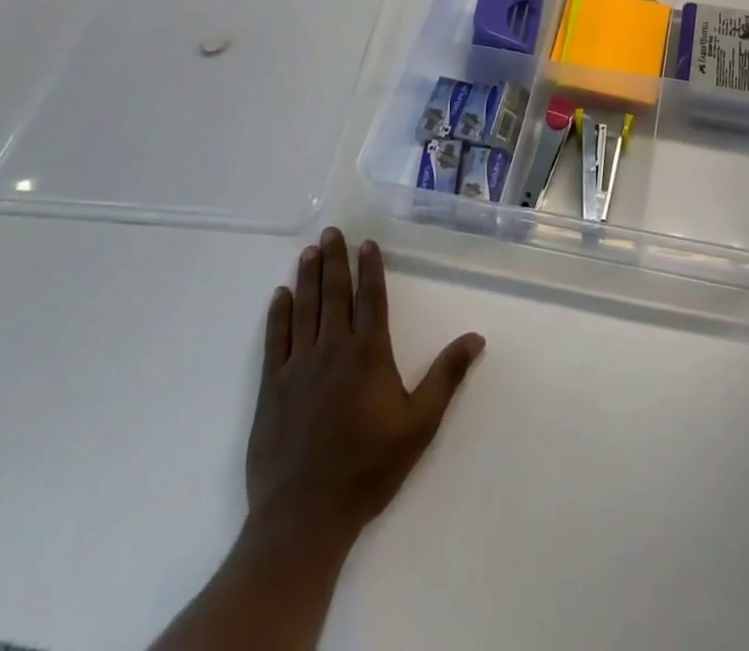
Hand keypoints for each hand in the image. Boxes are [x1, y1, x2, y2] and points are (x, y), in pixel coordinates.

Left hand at [245, 228, 485, 554]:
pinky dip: (278, 314)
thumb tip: (476, 337)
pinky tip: (280, 295)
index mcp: (368, 354)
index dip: (370, 268)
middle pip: (335, 294)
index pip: (371, 298)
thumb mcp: (420, 425)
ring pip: (304, 309)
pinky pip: (276, 339)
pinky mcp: (272, 387)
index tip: (367, 243)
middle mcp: (333, 349)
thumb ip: (446, 377)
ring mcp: (299, 366)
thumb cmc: (368, 468)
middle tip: (332, 231)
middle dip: (336, 260)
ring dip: (308, 277)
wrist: (304, 515)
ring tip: (310, 251)